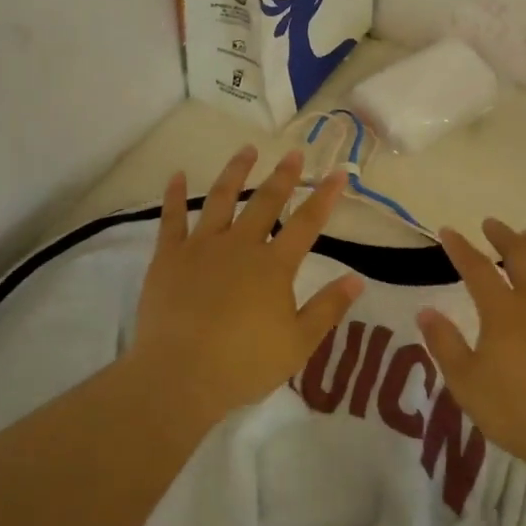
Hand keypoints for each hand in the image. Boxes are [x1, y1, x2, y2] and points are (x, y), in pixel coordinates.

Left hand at [128, 146, 364, 418]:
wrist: (180, 375)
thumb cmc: (244, 364)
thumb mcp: (298, 343)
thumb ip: (328, 308)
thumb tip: (357, 279)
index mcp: (274, 266)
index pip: (306, 223)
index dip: (324, 196)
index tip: (338, 172)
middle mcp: (240, 246)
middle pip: (265, 201)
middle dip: (283, 175)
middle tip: (293, 153)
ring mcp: (201, 247)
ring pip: (221, 199)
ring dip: (235, 172)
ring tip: (246, 150)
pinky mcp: (168, 257)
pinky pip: (171, 218)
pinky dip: (175, 195)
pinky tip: (178, 175)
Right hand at [417, 220, 525, 467]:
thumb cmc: (513, 410)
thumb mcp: (465, 381)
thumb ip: (444, 343)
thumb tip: (425, 311)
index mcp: (503, 310)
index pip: (476, 267)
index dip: (460, 247)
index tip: (448, 232)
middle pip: (521, 252)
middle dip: (503, 234)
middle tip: (491, 225)